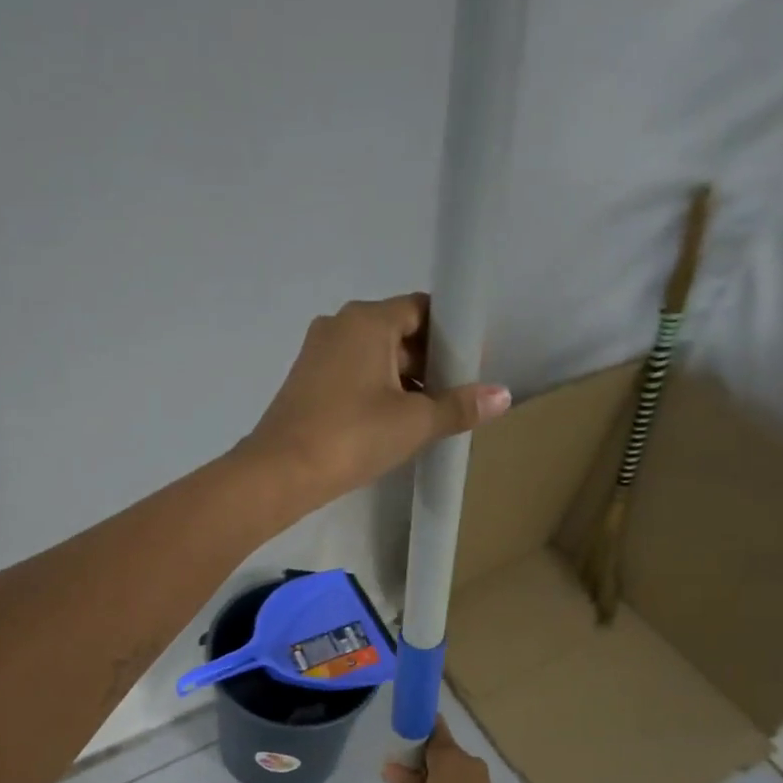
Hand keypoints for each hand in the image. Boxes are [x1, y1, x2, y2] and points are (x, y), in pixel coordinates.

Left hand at [239, 295, 510, 506]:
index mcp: (367, 319)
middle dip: (429, 361)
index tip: (472, 365)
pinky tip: (391, 423)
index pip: (422, 309)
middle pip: (398, 332)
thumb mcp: (413, 423)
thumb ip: (459, 406)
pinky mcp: (305, 381)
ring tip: (428, 415)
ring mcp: (316, 353)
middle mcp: (338, 325)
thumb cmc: (351, 437)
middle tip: (455, 396)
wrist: (279, 473)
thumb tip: (502, 395)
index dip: (452, 335)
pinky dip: (375, 391)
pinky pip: (352, 375)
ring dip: (403, 380)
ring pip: (374, 356)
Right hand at [381, 717, 505, 782]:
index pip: (433, 726)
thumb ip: (405, 782)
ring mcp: (481, 779)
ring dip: (438, 776)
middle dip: (425, 759)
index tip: (403, 741)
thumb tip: (392, 768)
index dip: (417, 729)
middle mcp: (468, 760)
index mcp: (449, 753)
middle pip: (443, 749)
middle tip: (406, 777)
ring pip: (454, 769)